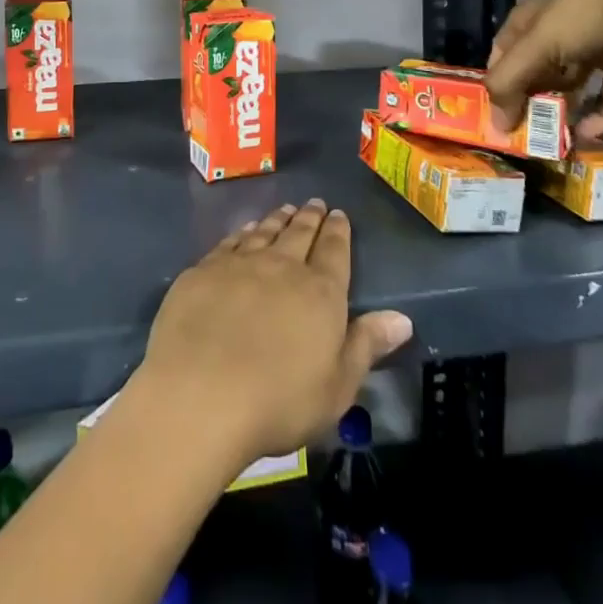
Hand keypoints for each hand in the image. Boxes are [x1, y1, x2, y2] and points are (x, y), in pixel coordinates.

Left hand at [136, 201, 411, 464]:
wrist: (201, 392)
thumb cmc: (279, 400)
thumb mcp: (337, 386)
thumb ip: (366, 346)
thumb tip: (402, 318)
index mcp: (320, 292)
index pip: (334, 251)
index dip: (338, 231)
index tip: (339, 214)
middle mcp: (281, 266)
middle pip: (299, 234)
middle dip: (310, 217)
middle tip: (315, 203)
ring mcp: (239, 264)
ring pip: (265, 232)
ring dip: (278, 219)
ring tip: (286, 210)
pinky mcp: (204, 270)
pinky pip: (231, 242)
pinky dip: (243, 232)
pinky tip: (246, 229)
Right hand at [484, 0, 602, 139]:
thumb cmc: (582, 15)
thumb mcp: (538, 45)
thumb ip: (510, 82)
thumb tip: (496, 124)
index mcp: (530, 21)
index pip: (503, 54)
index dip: (498, 83)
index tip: (496, 116)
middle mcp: (557, 33)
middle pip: (537, 73)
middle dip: (531, 102)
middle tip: (527, 134)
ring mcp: (593, 49)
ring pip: (572, 86)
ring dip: (564, 111)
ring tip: (557, 141)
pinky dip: (600, 116)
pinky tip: (590, 135)